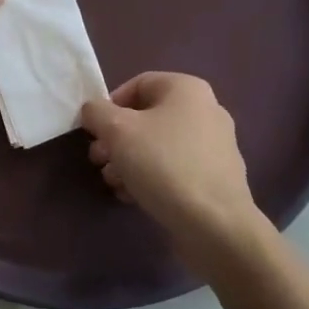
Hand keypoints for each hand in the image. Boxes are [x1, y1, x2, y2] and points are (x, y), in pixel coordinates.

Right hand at [81, 73, 264, 270]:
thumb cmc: (163, 164)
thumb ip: (96, 112)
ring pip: (158, 145)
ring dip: (128, 161)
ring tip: (113, 183)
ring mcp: (214, 146)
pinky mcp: (215, 178)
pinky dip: (151, 177)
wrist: (214, 224)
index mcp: (187, 89)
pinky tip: (133, 196)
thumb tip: (93, 111)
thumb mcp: (117, 130)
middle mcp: (205, 111)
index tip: (94, 131)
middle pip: (146, 117)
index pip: (138, 84)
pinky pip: (174, 168)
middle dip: (116, 139)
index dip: (109, 105)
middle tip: (98, 160)